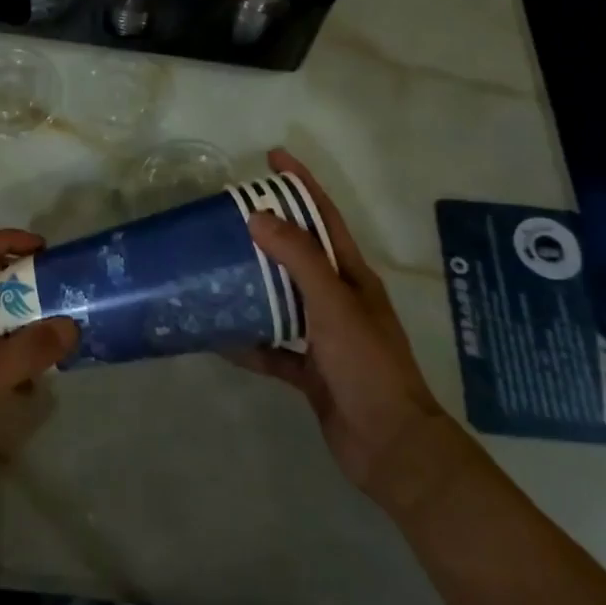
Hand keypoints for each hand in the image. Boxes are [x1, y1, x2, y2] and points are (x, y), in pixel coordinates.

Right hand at [232, 149, 446, 500]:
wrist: (390, 448)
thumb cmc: (368, 366)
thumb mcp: (334, 304)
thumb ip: (298, 259)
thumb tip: (259, 216)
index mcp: (353, 277)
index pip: (325, 217)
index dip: (302, 184)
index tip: (273, 156)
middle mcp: (339, 300)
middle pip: (299, 255)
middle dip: (268, 231)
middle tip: (228, 213)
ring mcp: (324, 337)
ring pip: (282, 299)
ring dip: (253, 284)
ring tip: (215, 266)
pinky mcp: (310, 370)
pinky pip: (272, 348)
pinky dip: (248, 343)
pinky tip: (218, 336)